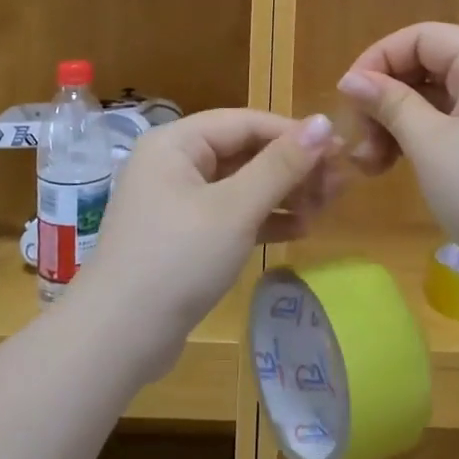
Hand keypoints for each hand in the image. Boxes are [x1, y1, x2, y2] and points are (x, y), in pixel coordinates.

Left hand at [85, 109, 341, 351]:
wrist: (118, 337)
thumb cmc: (178, 259)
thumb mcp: (235, 209)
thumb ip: (281, 165)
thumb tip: (324, 122)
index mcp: (176, 143)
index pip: (246, 122)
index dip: (294, 134)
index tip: (340, 152)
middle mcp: (174, 163)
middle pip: (244, 152)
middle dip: (292, 167)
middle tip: (340, 185)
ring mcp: (176, 201)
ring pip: (241, 185)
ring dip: (283, 194)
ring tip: (326, 208)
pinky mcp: (184, 236)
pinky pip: (231, 214)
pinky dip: (263, 219)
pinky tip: (299, 229)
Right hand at [337, 23, 458, 293]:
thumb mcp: (429, 143)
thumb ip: (389, 103)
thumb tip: (351, 79)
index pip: (423, 37)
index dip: (379, 58)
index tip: (348, 96)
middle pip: (428, 65)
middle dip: (386, 97)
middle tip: (358, 139)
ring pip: (436, 97)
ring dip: (397, 122)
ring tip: (370, 163)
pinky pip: (451, 122)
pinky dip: (420, 137)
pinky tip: (394, 165)